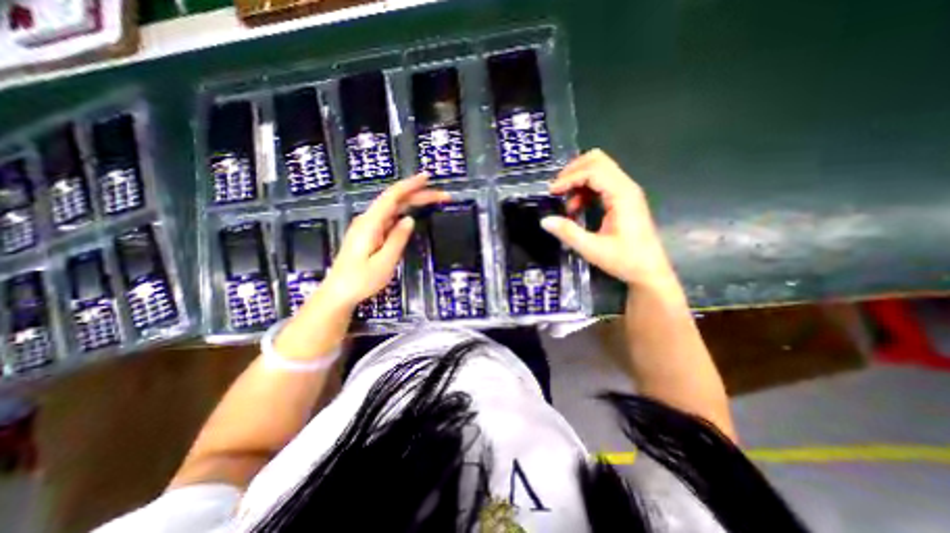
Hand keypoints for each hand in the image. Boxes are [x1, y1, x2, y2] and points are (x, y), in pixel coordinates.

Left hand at [315, 174, 448, 307]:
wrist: (339, 293)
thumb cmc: (360, 281)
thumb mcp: (384, 263)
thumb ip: (397, 239)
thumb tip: (409, 219)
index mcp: (370, 224)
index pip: (392, 197)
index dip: (410, 185)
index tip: (428, 178)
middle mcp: (368, 220)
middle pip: (396, 200)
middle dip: (419, 195)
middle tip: (443, 197)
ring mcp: (368, 226)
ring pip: (394, 208)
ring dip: (414, 202)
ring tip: (433, 201)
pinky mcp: (370, 234)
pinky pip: (390, 217)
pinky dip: (405, 212)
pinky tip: (414, 213)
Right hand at [543, 151, 674, 289]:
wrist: (649, 271)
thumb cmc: (625, 260)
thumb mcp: (593, 249)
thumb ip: (568, 233)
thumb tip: (544, 220)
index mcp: (622, 195)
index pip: (593, 171)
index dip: (569, 178)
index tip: (552, 192)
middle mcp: (626, 187)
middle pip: (598, 161)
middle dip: (573, 171)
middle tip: (557, 190)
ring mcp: (626, 191)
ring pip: (599, 169)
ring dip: (578, 180)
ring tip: (567, 204)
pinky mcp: (623, 199)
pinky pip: (601, 183)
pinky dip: (584, 189)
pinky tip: (577, 208)